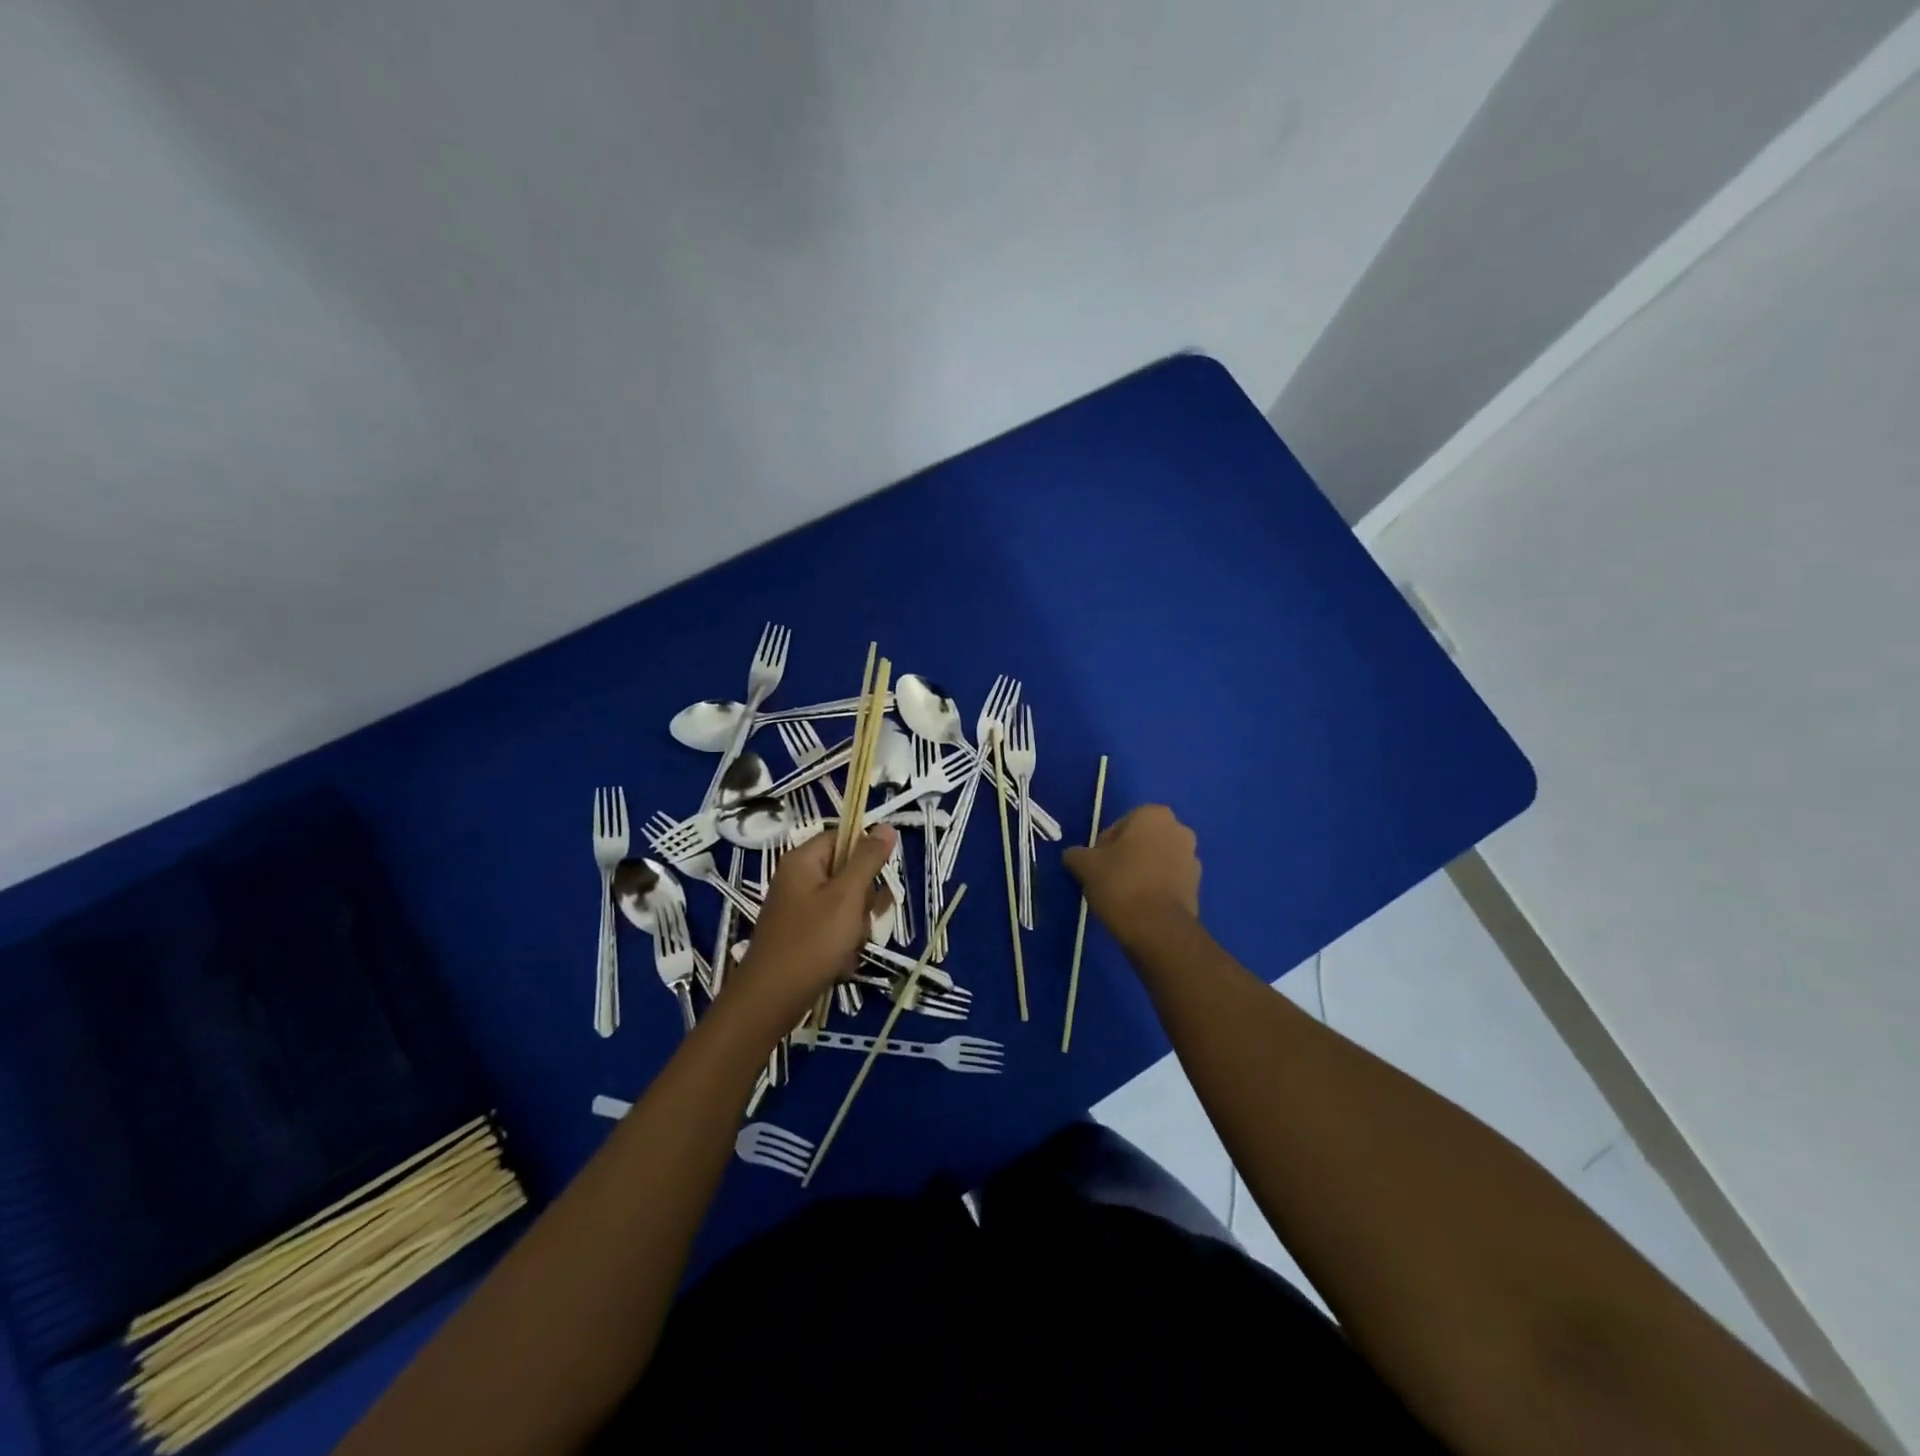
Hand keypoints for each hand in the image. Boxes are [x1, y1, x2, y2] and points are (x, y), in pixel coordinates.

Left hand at [728, 825, 895, 1030]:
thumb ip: (868, 860)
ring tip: (848, 946)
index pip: (844, 837)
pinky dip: (842, 944)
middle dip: (863, 900)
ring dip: (856, 926)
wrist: (770, 1001)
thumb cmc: (812, 942)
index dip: (866, 855)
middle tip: (859, 920)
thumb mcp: (847, 896)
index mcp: (803, 860)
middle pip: (848, 872)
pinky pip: (834, 928)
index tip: (879, 879)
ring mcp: (798, 908)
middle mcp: (798, 878)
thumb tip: (886, 826)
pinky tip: (840, 963)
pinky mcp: (801, 934)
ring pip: (846, 904)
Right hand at [1063, 804, 1200, 946]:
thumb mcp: (1085, 865)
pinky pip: (1168, 880)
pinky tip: (1139, 906)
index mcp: (1154, 815)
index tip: (1096, 865)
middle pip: (1140, 841)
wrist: (1158, 929)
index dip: (1104, 845)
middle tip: (1107, 878)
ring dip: (1141, 872)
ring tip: (1122, 895)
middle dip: (1125, 856)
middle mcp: (1178, 830)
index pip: (1119, 825)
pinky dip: (1155, 888)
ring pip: (1155, 860)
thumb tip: (1074, 856)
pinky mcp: (1197, 886)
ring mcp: (1192, 858)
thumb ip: (1076, 854)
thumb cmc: (1121, 884)